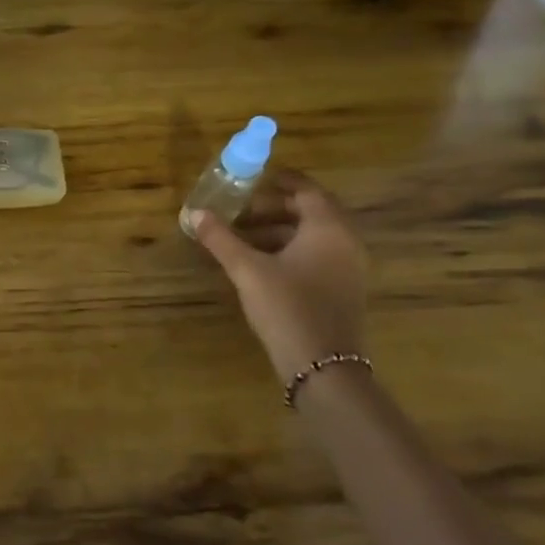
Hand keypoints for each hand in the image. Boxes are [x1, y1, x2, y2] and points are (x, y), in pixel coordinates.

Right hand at [189, 170, 368, 381]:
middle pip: (312, 212)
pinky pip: (318, 256)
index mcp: (328, 229)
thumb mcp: (247, 270)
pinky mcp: (343, 290)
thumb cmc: (287, 307)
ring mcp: (348, 268)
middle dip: (275, 207)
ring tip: (243, 236)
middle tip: (242, 209)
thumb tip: (195, 213)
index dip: (282, 181)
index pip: (308, 191)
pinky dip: (291, 250)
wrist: (323, 366)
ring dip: (280, 230)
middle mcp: (346, 242)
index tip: (256, 178)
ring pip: (314, 236)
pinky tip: (262, 264)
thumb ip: (222, 239)